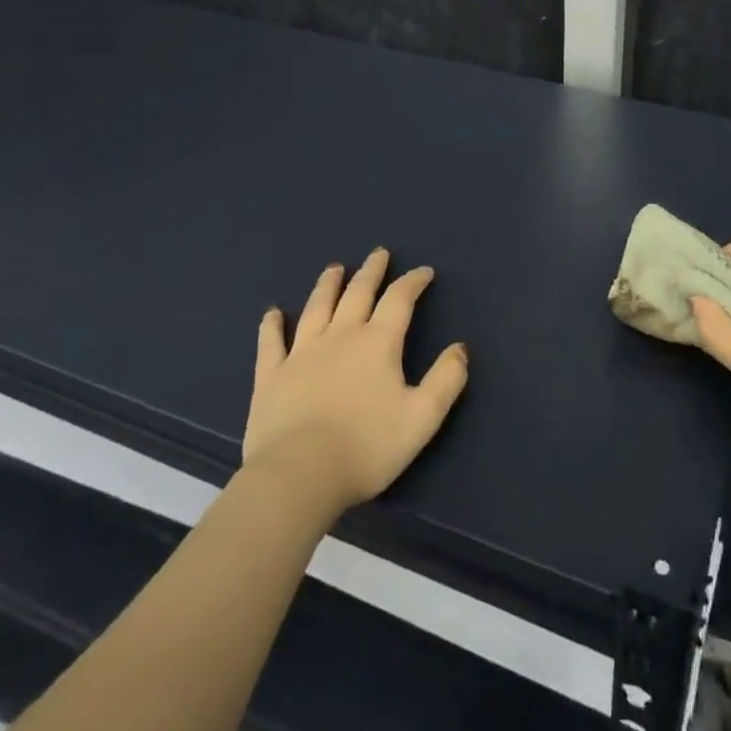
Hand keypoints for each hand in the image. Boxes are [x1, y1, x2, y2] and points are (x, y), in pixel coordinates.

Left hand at [242, 248, 469, 516]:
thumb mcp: (422, 417)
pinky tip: (273, 313)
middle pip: (358, 293)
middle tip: (378, 254)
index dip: (413, 281)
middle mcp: (340, 336)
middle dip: (371, 271)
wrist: (298, 476)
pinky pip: (272, 342)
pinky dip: (272, 325)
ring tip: (335, 268)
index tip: (424, 272)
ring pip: (317, 307)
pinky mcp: (271, 376)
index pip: (399, 299)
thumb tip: (460, 348)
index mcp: (378, 343)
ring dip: (328, 285)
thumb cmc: (366, 448)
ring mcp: (301, 353)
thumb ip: (446, 379)